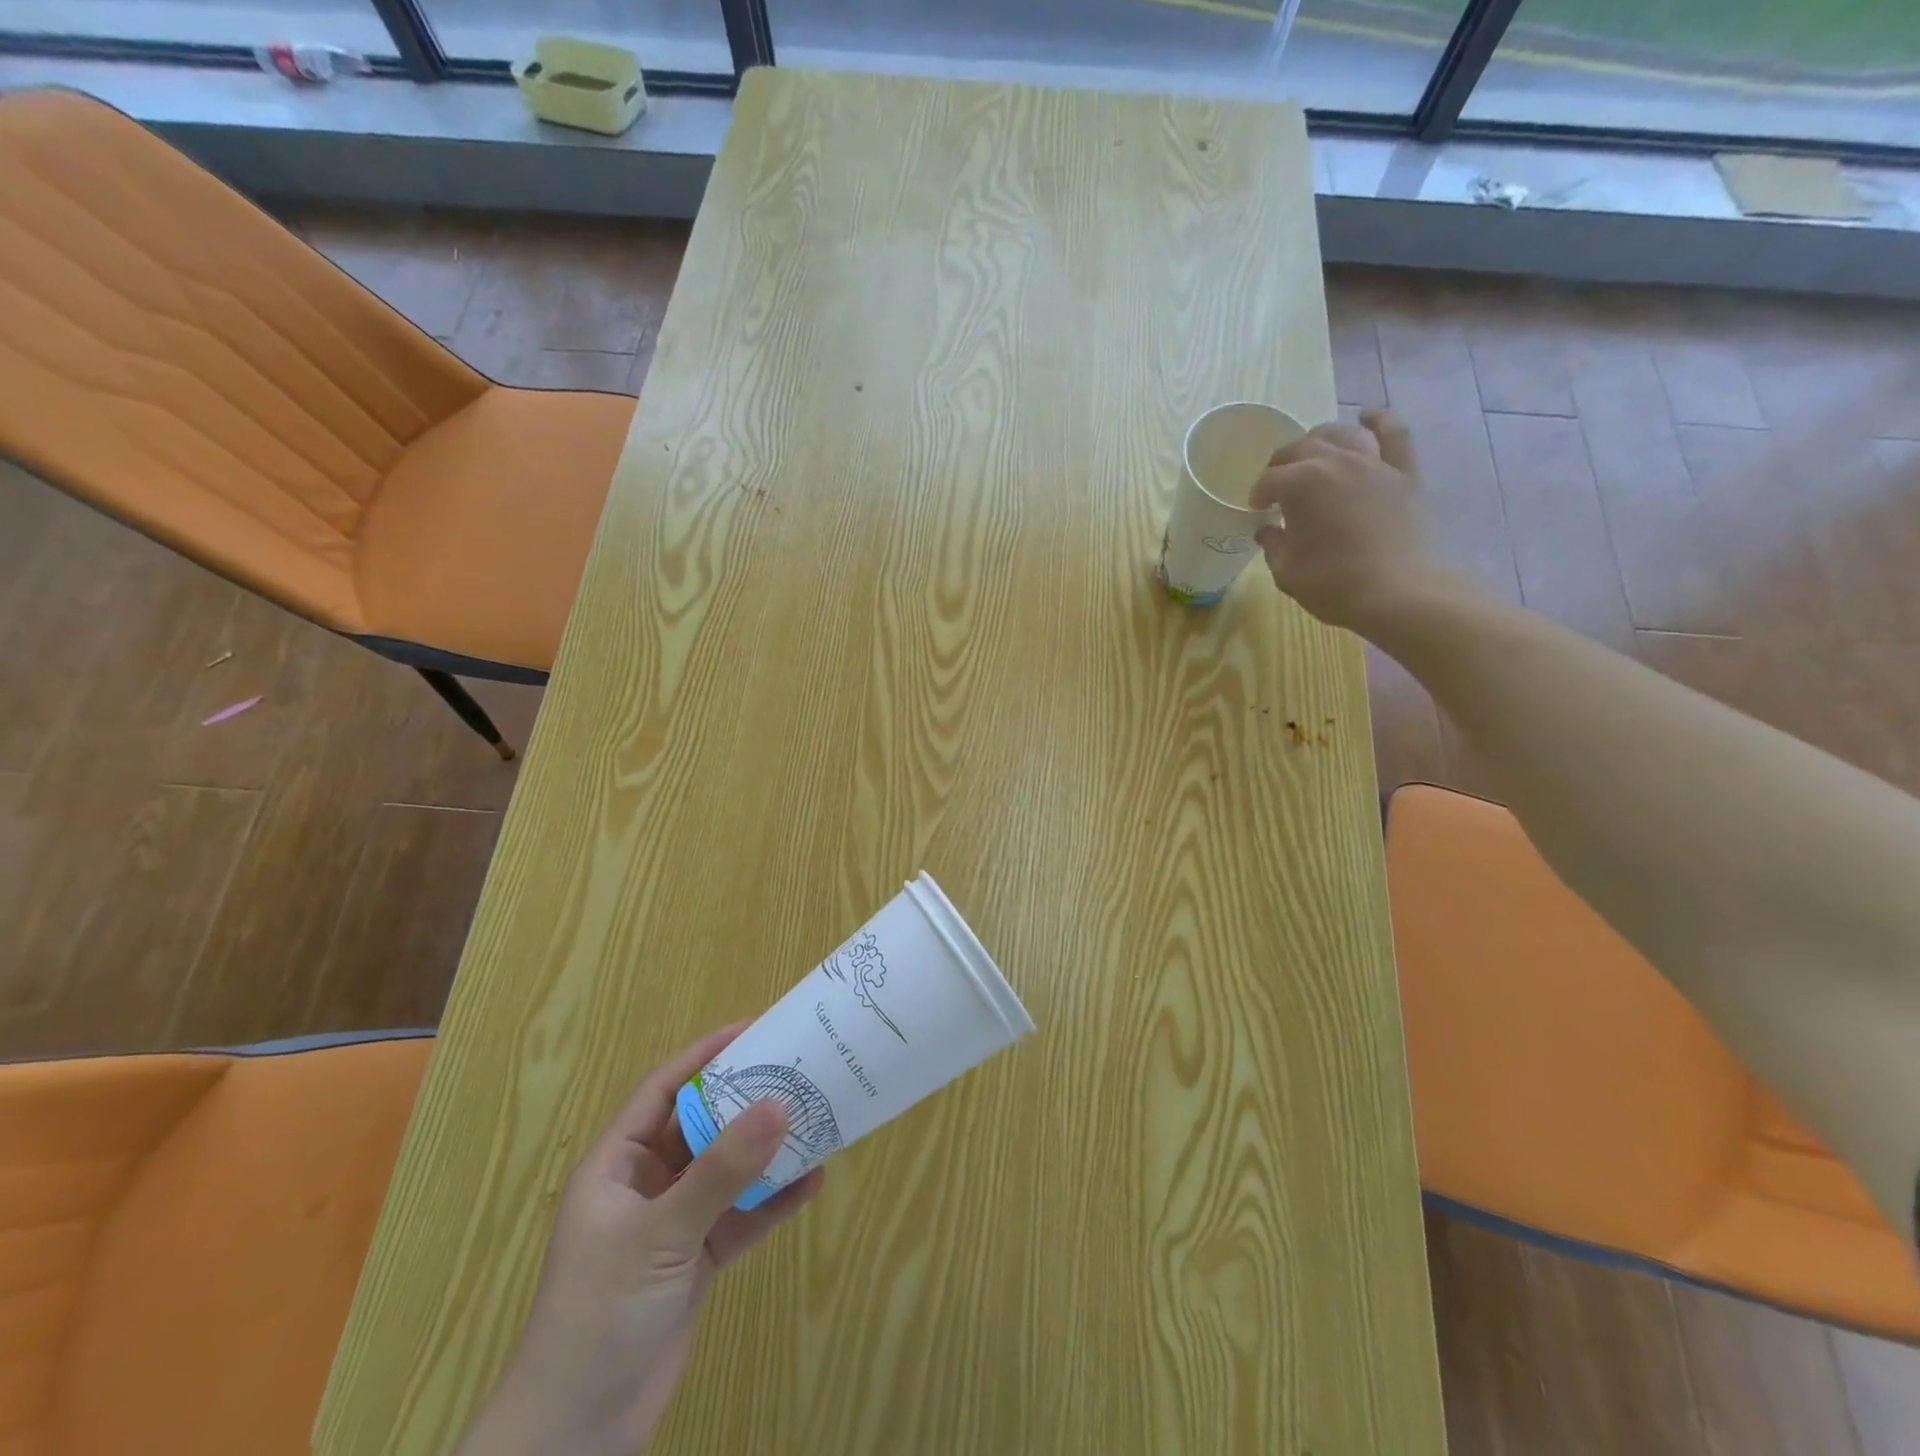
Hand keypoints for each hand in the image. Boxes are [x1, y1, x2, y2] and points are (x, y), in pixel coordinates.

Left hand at [458, 1025, 823, 1455]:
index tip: (753, 1029)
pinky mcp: (697, 1260)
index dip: (705, 1056)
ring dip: (767, 1150)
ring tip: (815, 1118)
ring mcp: (674, 1223)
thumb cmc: (599, 1313)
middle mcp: (646, 1185)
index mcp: (617, 1165)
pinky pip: (741, 1216)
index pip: (664, 1091)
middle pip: (703, 1125)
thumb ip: (721, 1172)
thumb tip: (778, 1105)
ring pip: (727, 1170)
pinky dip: (774, 1201)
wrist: (576, 1434)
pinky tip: (812, 1182)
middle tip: (797, 1070)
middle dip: (747, 1100)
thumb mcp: (660, 1234)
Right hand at [1249, 410, 1465, 632]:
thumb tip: (1269, 531)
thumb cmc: (1334, 584)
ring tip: (1313, 454)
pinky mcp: (1404, 473)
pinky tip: (1366, 419)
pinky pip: (1394, 434)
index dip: (1258, 494)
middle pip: (1301, 448)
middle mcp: (1335, 461)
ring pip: (1342, 433)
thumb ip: (1274, 545)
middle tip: (1277, 484)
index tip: (1257, 510)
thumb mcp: (1287, 572)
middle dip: (1282, 463)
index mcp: (1300, 484)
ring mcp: (1374, 463)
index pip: (1269, 479)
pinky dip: (1378, 421)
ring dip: (1321, 439)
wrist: (1399, 592)